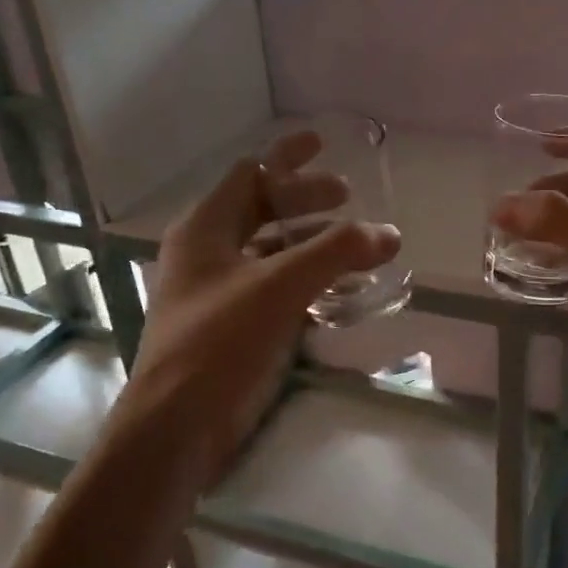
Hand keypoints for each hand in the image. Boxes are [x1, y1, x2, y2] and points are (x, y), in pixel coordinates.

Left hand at [122, 131, 400, 468]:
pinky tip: (341, 293)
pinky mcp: (234, 327)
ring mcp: (220, 292)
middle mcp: (209, 253)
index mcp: (205, 229)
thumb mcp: (279, 286)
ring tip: (356, 247)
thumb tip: (389, 232)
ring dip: (312, 244)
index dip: (287, 156)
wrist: (178, 425)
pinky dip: (309, 282)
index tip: (323, 143)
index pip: (250, 174)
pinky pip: (277, 289)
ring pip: (273, 252)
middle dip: (307, 201)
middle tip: (349, 199)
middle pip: (263, 210)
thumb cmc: (219, 342)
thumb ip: (335, 253)